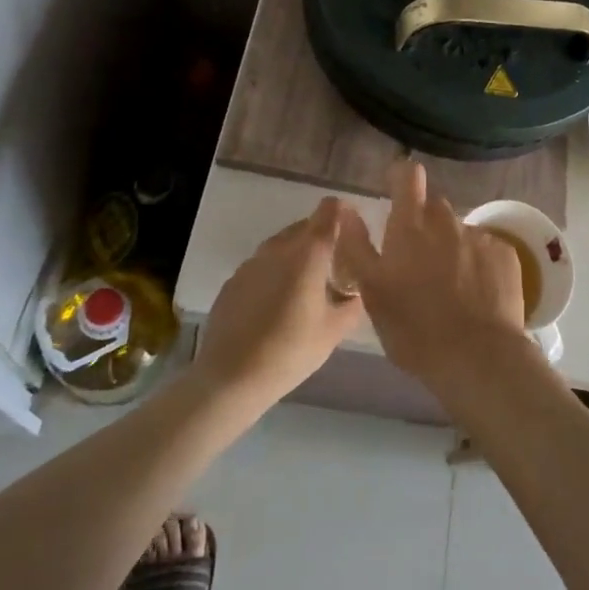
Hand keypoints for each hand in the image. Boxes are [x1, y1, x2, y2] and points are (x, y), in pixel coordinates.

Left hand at [194, 198, 364, 410]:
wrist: (230, 378)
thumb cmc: (290, 351)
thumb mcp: (334, 331)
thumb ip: (353, 304)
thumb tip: (358, 291)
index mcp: (308, 253)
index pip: (329, 211)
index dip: (343, 212)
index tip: (353, 230)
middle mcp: (279, 248)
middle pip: (305, 226)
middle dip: (322, 238)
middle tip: (335, 266)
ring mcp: (252, 262)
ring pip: (282, 245)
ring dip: (297, 255)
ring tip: (306, 287)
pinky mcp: (233, 281)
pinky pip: (262, 265)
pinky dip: (275, 273)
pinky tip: (277, 304)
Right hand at [337, 162, 536, 400]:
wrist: (477, 356)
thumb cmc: (414, 329)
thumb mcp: (372, 292)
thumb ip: (357, 246)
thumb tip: (347, 209)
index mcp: (410, 227)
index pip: (408, 176)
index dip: (402, 176)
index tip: (398, 186)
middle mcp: (446, 222)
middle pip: (435, 208)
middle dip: (426, 224)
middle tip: (420, 262)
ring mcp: (479, 236)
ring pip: (460, 232)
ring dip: (453, 248)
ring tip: (451, 287)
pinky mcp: (506, 254)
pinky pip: (487, 249)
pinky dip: (480, 264)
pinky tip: (478, 294)